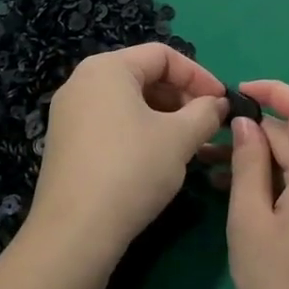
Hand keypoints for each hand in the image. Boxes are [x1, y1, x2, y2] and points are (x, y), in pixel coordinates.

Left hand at [27, 43, 226, 271]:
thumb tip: (218, 104)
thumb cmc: (132, 170)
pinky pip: (111, 123)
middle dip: (182, 97)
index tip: (222, 102)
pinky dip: (140, 132)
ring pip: (129, 102)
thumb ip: (205, 113)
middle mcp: (82, 82)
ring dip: (165, 117)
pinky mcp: (66, 143)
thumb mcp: (180, 138)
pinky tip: (159, 159)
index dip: (199, 75)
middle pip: (144, 76)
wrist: (75, 232)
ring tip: (189, 144)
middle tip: (208, 124)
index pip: (163, 55)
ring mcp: (69, 114)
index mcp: (107, 68)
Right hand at [225, 80, 288, 288]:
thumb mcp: (250, 219)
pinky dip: (276, 181)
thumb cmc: (279, 284)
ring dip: (261, 159)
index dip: (273, 91)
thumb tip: (246, 122)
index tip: (238, 91)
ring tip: (211, 166)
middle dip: (255, 133)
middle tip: (208, 139)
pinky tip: (240, 192)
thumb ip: (248, 163)